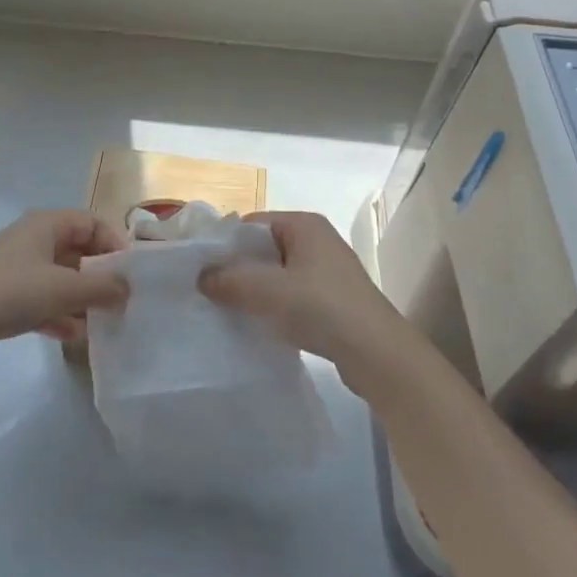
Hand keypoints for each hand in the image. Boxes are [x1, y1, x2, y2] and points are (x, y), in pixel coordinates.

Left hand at [0, 210, 130, 368]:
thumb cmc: (10, 292)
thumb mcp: (63, 288)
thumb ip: (102, 287)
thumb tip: (128, 289)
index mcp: (46, 224)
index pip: (92, 222)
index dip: (114, 244)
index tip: (130, 274)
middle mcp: (33, 238)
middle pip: (78, 250)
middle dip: (99, 275)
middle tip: (119, 301)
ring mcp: (16, 266)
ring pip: (60, 277)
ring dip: (80, 297)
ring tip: (100, 322)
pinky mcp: (4, 294)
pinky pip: (41, 298)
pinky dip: (58, 312)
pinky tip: (70, 336)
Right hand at [198, 211, 405, 380]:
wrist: (376, 352)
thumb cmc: (321, 307)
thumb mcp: (268, 290)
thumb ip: (230, 280)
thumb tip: (201, 276)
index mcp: (304, 224)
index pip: (252, 224)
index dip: (225, 243)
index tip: (200, 268)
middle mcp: (316, 239)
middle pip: (264, 248)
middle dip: (238, 268)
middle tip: (208, 291)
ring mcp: (326, 270)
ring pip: (277, 273)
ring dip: (255, 290)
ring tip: (227, 310)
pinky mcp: (331, 298)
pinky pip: (292, 294)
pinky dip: (274, 305)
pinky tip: (258, 325)